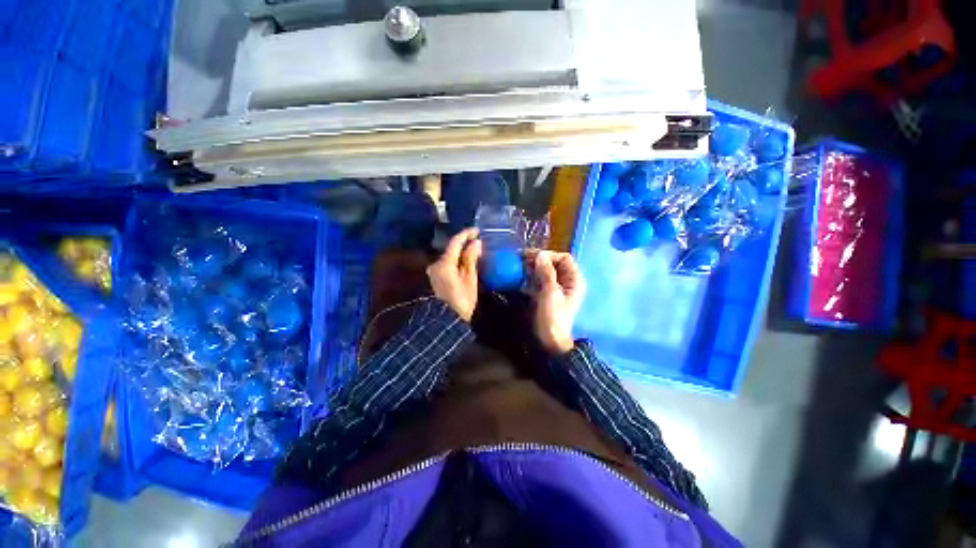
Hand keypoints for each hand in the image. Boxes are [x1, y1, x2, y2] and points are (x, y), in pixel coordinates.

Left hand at [427, 228, 481, 321]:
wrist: (448, 320)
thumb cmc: (462, 301)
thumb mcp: (470, 280)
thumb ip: (471, 259)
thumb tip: (476, 242)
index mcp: (444, 265)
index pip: (455, 242)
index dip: (466, 234)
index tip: (477, 230)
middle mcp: (435, 264)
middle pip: (451, 249)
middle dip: (465, 244)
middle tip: (479, 243)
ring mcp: (433, 270)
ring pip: (449, 256)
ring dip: (461, 253)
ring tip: (475, 253)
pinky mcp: (435, 276)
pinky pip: (447, 263)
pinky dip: (456, 260)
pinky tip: (466, 262)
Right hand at [527, 250, 585, 354]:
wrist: (549, 341)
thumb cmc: (553, 317)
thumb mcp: (550, 292)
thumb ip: (546, 272)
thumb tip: (540, 254)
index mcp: (574, 280)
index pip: (564, 258)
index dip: (549, 255)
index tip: (532, 256)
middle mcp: (566, 282)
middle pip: (553, 264)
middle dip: (538, 260)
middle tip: (521, 258)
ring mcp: (555, 288)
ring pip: (544, 271)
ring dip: (531, 267)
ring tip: (518, 265)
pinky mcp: (545, 295)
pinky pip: (537, 281)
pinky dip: (529, 277)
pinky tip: (519, 277)